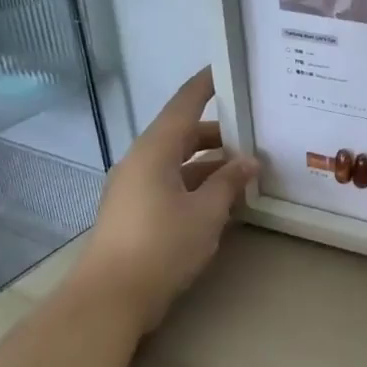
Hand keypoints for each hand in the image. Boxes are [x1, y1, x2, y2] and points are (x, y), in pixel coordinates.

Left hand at [71, 67, 258, 332]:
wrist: (112, 297)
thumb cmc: (161, 245)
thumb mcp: (205, 212)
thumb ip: (229, 182)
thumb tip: (249, 161)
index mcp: (154, 151)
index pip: (183, 105)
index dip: (205, 86)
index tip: (226, 69)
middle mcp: (141, 162)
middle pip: (183, 135)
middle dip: (219, 134)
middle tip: (255, 132)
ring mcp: (135, 188)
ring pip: (179, 163)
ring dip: (211, 164)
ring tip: (248, 170)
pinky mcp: (136, 212)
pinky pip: (172, 185)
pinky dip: (197, 185)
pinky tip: (224, 199)